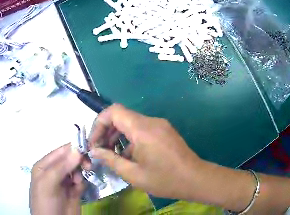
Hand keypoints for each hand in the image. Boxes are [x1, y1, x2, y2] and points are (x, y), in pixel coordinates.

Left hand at [30, 144, 83, 214]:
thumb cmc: (46, 202)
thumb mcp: (48, 184)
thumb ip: (61, 167)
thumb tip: (77, 150)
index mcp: (44, 166)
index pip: (60, 152)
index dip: (74, 148)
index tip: (88, 149)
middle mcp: (54, 171)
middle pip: (71, 159)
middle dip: (79, 161)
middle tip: (88, 167)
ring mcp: (64, 181)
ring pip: (77, 169)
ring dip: (80, 173)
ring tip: (77, 183)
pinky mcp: (74, 191)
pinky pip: (81, 181)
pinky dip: (81, 183)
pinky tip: (78, 190)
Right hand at [88, 104, 207, 199]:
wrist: (195, 179)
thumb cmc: (164, 179)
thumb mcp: (133, 174)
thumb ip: (111, 160)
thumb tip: (95, 151)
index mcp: (143, 129)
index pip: (114, 111)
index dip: (99, 124)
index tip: (94, 142)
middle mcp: (151, 122)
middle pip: (121, 116)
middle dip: (106, 131)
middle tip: (99, 150)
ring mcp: (160, 125)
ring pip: (131, 123)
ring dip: (118, 136)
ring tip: (111, 154)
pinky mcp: (164, 131)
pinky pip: (142, 129)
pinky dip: (130, 139)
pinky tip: (128, 156)